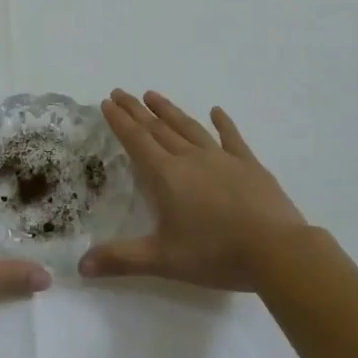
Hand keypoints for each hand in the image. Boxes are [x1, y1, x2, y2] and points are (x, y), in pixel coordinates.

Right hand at [80, 90, 306, 291]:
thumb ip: (121, 259)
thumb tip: (81, 265)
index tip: (107, 102)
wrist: (276, 250)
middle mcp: (190, 159)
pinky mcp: (249, 165)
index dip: (120, 121)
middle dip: (137, 110)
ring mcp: (222, 158)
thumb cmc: (216, 254)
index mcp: (167, 176)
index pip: (137, 141)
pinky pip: (231, 138)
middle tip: (121, 92)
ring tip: (153, 95)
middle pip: (158, 128)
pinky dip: (222, 123)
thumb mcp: (163, 260)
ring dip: (169, 111)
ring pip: (189, 127)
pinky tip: (216, 111)